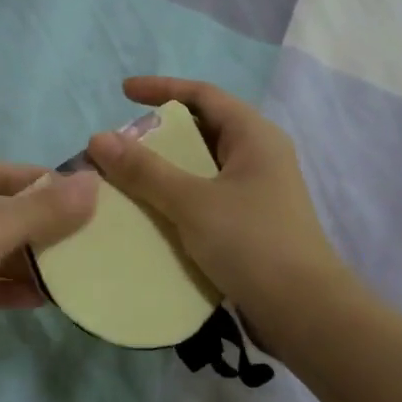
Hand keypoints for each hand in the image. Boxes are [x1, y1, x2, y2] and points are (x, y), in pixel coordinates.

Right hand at [86, 77, 346, 325]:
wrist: (303, 312)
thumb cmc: (252, 243)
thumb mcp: (193, 202)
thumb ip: (145, 171)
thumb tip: (98, 139)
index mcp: (254, 136)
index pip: (203, 95)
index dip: (161, 89)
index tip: (122, 92)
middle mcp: (258, 157)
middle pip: (202, 130)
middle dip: (158, 135)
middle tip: (119, 148)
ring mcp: (256, 193)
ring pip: (201, 168)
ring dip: (164, 171)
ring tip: (125, 181)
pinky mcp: (250, 225)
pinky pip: (205, 199)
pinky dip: (176, 200)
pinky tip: (149, 217)